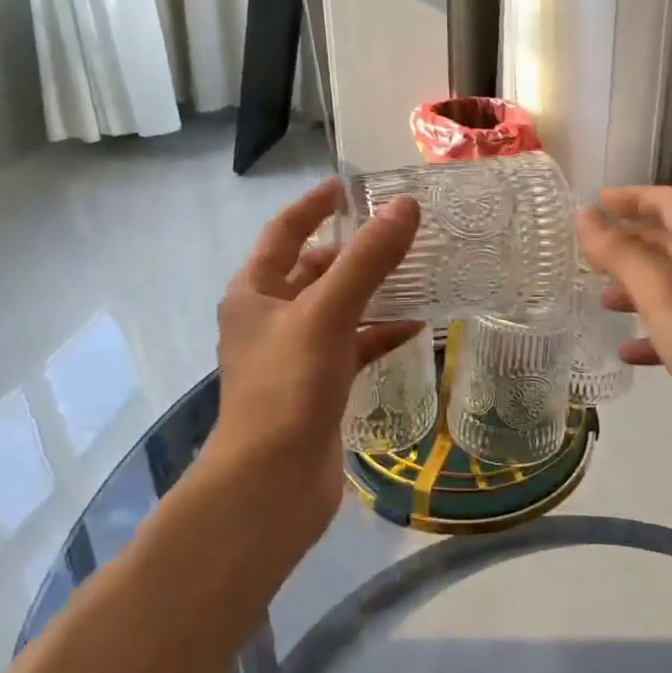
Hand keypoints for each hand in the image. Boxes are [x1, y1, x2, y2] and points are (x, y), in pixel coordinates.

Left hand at [202, 180, 421, 548]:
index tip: (350, 186)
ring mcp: (295, 355)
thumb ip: (367, 259)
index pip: (285, 231)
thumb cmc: (286, 388)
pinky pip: (353, 346)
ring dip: (372, 290)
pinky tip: (416, 327)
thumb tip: (406, 206)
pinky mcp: (319, 387)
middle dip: (353, 249)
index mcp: (255, 292)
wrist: (270, 487)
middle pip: (314, 269)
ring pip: (338, 308)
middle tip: (398, 228)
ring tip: (417, 269)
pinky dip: (380, 334)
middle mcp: (270, 318)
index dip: (315, 206)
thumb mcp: (327, 313)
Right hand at [576, 187, 671, 464]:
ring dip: (637, 287)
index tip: (593, 203)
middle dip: (629, 242)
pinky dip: (653, 332)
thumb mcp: (665, 293)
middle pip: (671, 242)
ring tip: (601, 300)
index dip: (631, 197)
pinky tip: (629, 351)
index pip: (669, 203)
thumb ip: (623, 253)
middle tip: (587, 253)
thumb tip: (586, 216)